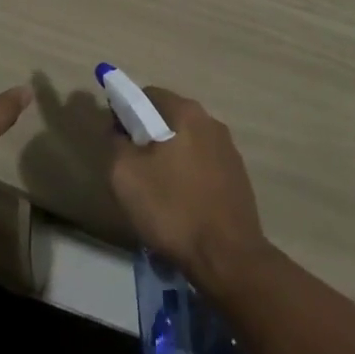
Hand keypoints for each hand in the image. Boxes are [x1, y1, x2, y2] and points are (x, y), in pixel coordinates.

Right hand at [109, 88, 270, 290]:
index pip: (147, 95)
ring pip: (187, 145)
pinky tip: (182, 208)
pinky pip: (203, 168)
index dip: (126, 112)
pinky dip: (188, 179)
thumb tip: (119, 130)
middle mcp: (212, 122)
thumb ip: (116, 142)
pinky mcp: (238, 178)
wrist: (228, 258)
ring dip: (169, 160)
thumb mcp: (125, 174)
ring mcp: (229, 150)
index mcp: (186, 112)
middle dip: (148, 138)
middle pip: (169, 119)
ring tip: (158, 195)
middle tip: (134, 171)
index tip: (117, 140)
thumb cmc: (173, 209)